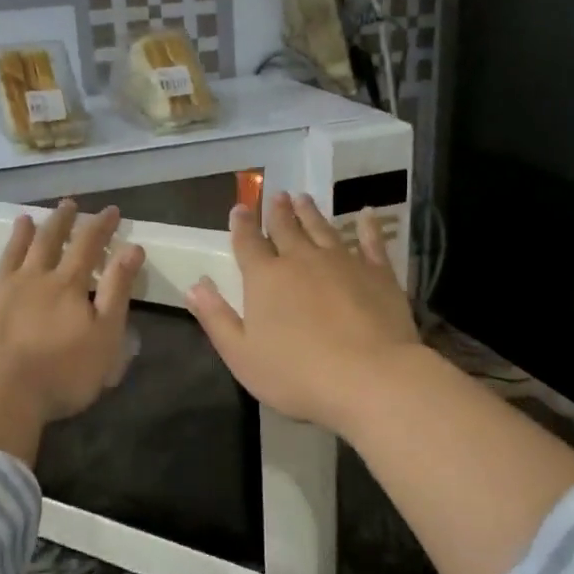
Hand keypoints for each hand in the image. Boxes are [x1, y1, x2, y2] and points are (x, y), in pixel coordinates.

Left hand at [0, 201, 145, 423]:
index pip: (88, 246)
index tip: (110, 210)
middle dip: (60, 222)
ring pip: (8, 257)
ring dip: (17, 237)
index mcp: (66, 285)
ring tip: (23, 218)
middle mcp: (31, 280)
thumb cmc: (62, 371)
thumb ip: (117, 290)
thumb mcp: (106, 334)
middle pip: (47, 243)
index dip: (101, 226)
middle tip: (67, 204)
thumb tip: (132, 248)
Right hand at [186, 192, 421, 435]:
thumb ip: (216, 318)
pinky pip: (371, 241)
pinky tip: (366, 215)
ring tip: (304, 198)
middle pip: (286, 229)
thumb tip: (195, 285)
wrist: (369, 377)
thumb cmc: (296, 374)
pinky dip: (367, 226)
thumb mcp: (241, 354)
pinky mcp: (378, 273)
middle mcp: (302, 260)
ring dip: (311, 213)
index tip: (239, 208)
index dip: (242, 225)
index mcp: (265, 278)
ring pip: (322, 229)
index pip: (248, 243)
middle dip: (277, 212)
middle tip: (276, 195)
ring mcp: (343, 262)